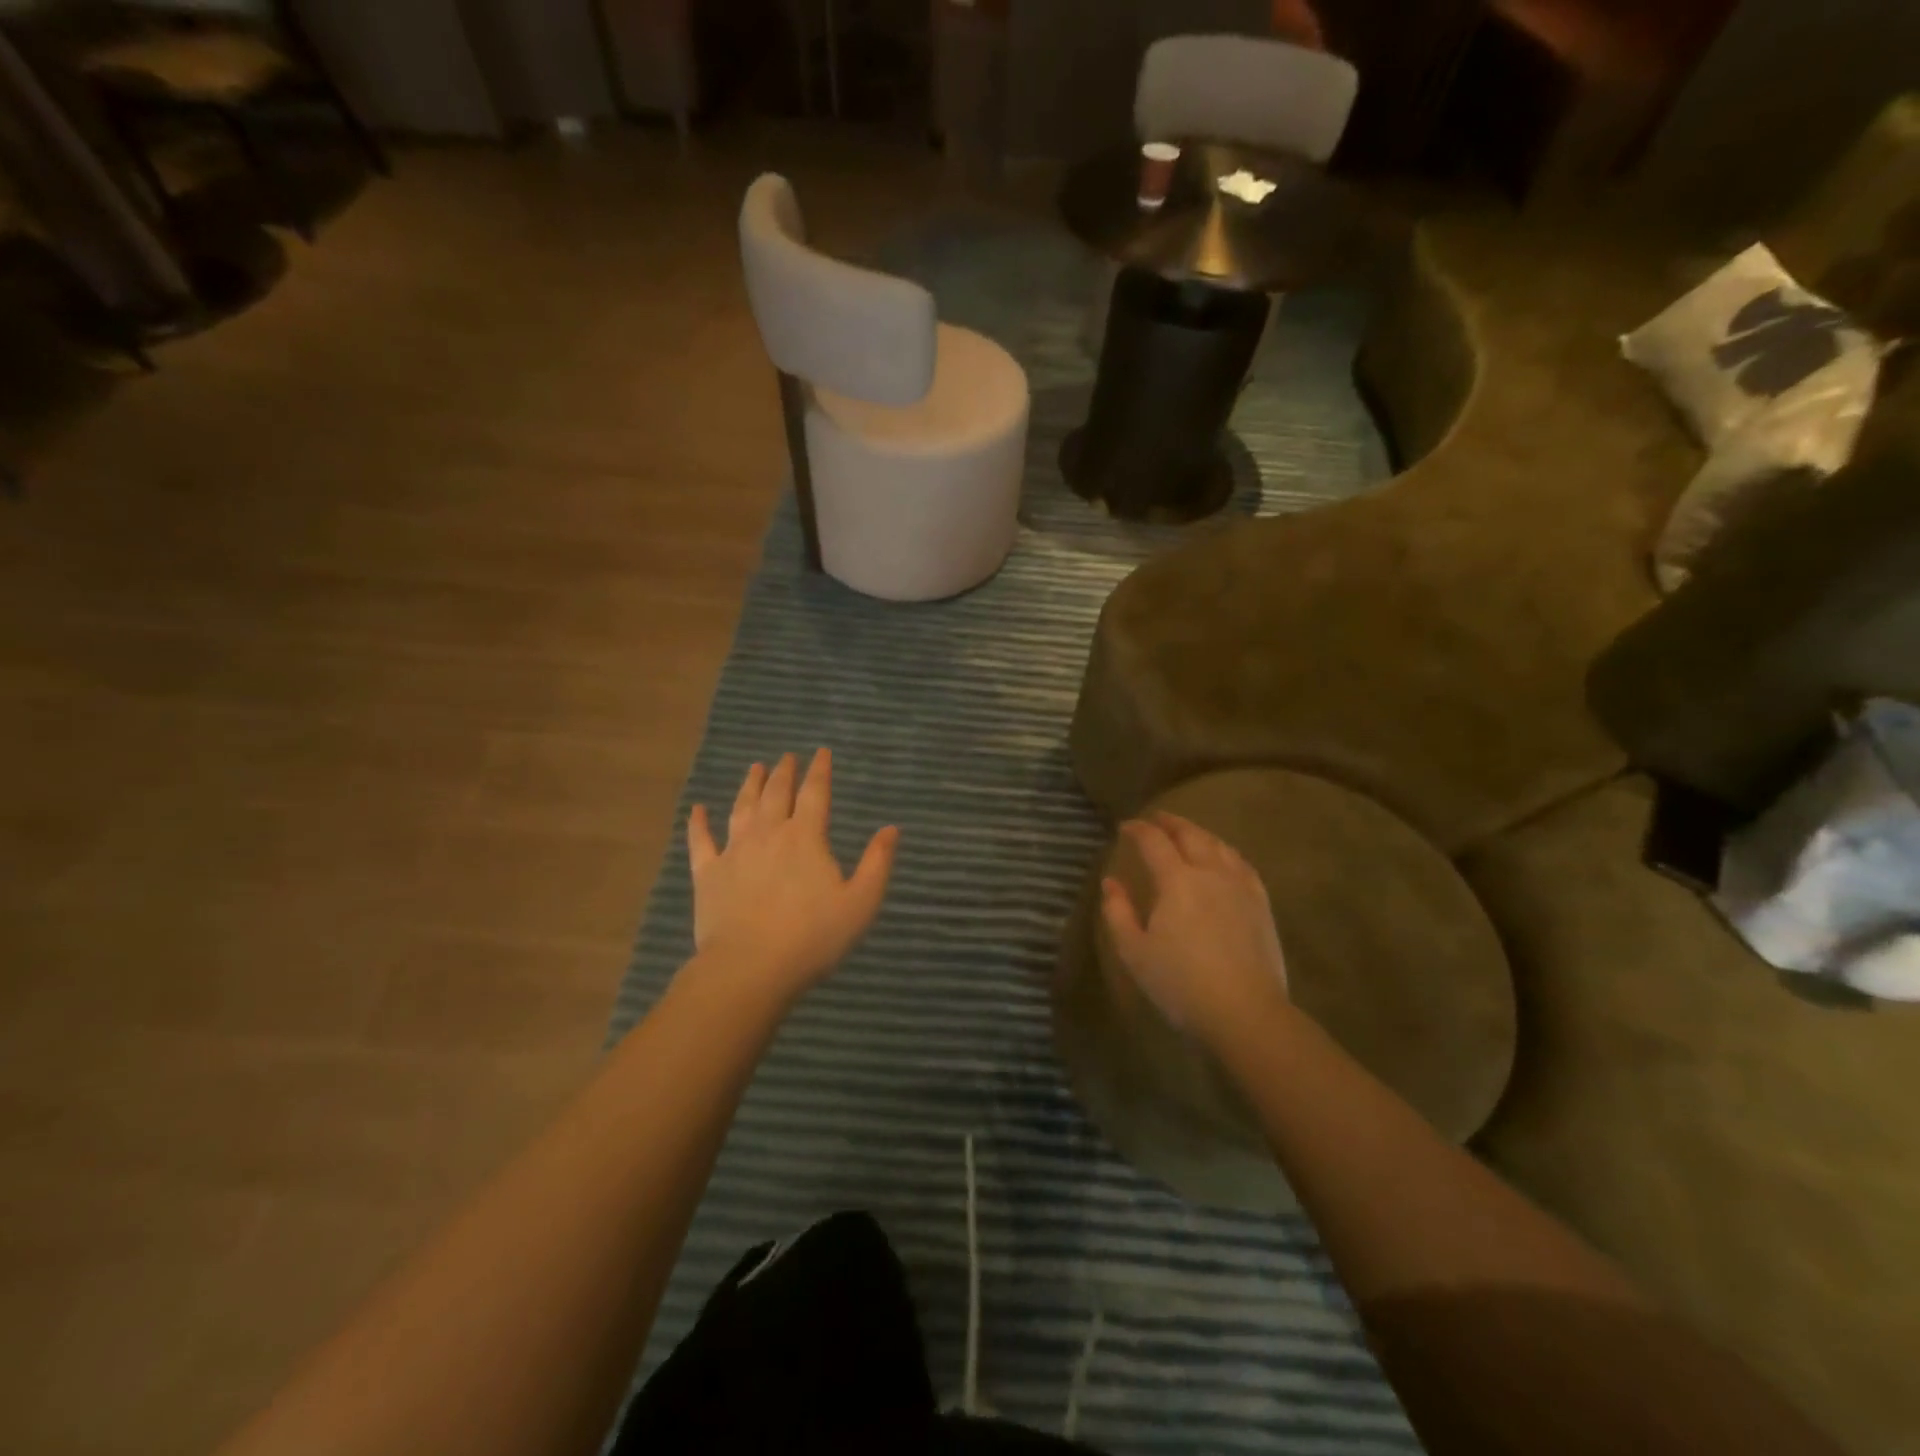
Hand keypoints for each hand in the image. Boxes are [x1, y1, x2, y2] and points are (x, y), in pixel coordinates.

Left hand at [686, 750, 897, 1002]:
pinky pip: (701, 841)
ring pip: (742, 808)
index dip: (819, 770)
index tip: (821, 752)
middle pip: (776, 793)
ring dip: (750, 785)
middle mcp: (768, 834)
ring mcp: (734, 851)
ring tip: (755, 768)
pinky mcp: (708, 874)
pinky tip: (697, 809)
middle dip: (784, 772)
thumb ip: (877, 863)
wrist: (749, 967)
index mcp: (806, 837)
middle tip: (788, 756)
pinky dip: (698, 823)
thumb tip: (891, 829)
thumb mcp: (860, 903)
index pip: (815, 793)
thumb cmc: (812, 937)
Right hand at [1101, 812, 1289, 1047]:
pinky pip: (1242, 864)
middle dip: (1170, 823)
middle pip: (1191, 835)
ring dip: (1199, 833)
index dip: (1138, 830)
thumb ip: (1118, 913)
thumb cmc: (1182, 984)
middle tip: (1156, 818)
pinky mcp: (1261, 904)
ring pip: (1219, 846)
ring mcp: (1240, 886)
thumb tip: (1111, 882)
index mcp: (1177, 881)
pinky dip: (1227, 852)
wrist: (1246, 1013)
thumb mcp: (1135, 952)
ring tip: (1188, 833)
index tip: (1125, 826)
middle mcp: (1210, 873)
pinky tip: (1224, 858)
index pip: (1154, 842)